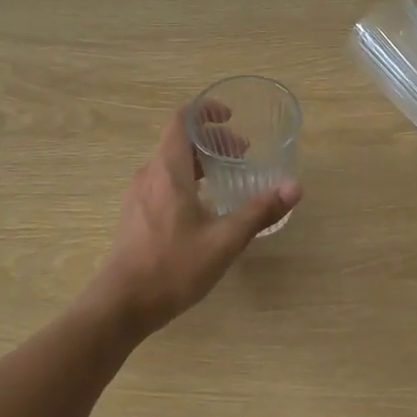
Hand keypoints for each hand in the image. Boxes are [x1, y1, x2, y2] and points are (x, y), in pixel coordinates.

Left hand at [88, 104, 301, 334]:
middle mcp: (149, 176)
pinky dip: (186, 181)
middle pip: (178, 142)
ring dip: (199, 163)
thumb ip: (259, 211)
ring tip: (227, 178)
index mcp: (167, 171)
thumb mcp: (224, 240)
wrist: (122, 305)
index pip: (181, 121)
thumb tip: (294, 188)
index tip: (230, 116)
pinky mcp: (134, 217)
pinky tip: (204, 208)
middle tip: (242, 153)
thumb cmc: (173, 267)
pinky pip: (162, 184)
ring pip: (170, 165)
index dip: (205, 111)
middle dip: (211, 141)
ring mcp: (137, 197)